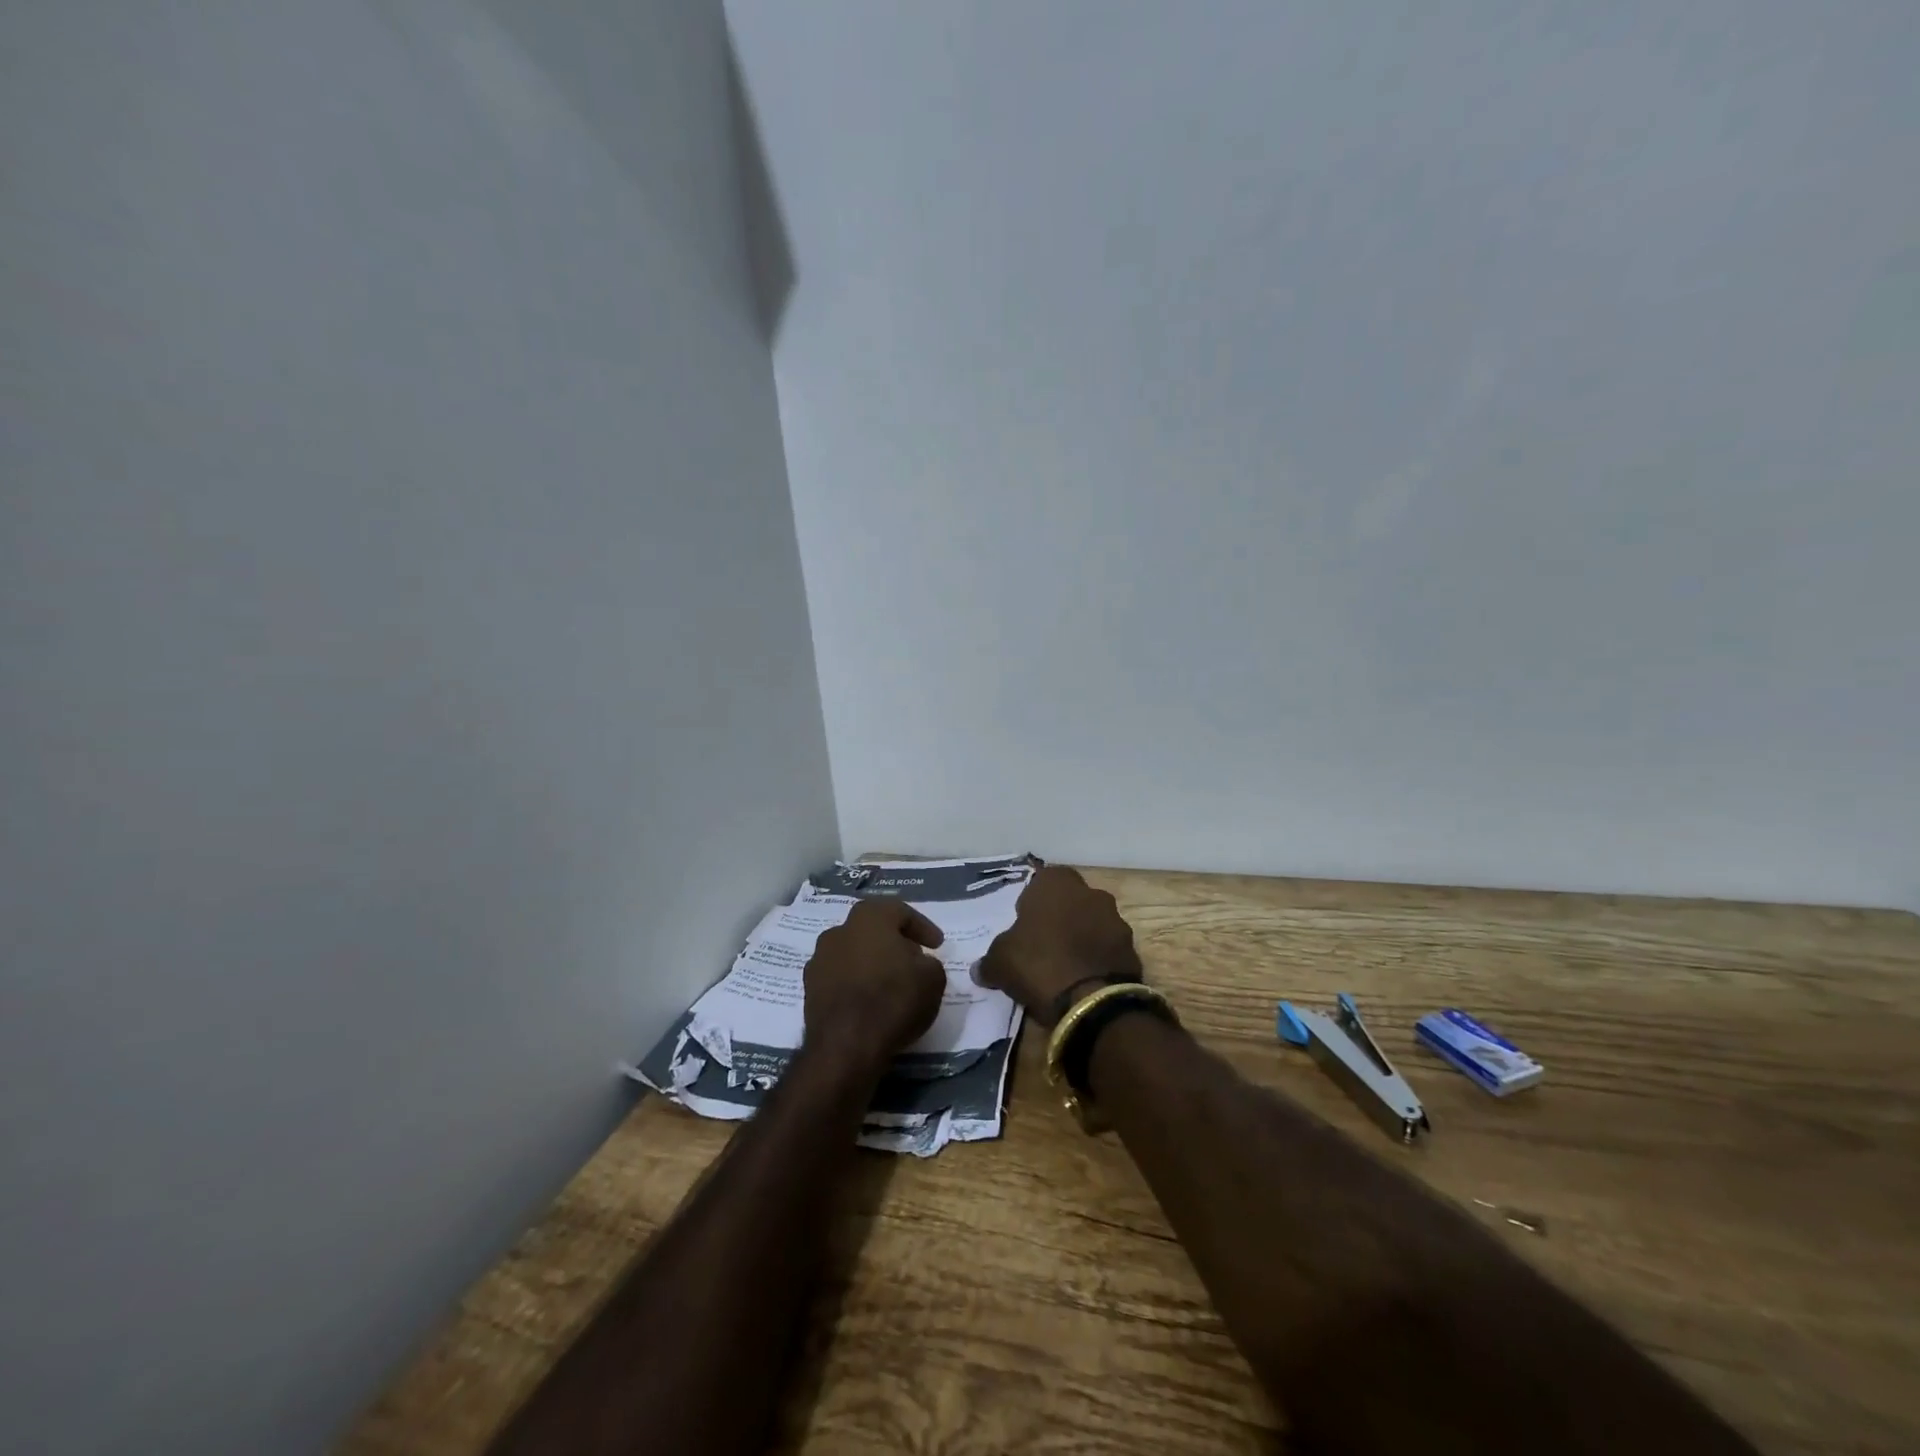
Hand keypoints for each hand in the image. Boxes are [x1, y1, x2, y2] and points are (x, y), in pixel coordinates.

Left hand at [803, 899, 947, 1076]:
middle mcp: (839, 930)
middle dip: (894, 941)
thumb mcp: (933, 979)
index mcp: (869, 917)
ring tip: (890, 981)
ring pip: (853, 952)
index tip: (937, 945)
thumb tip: (917, 963)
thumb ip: (929, 963)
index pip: (901, 912)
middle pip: (873, 929)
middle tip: (913, 958)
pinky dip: (855, 983)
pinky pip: (840, 976)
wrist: (845, 1046)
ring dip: (872, 962)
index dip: (923, 927)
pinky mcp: (809, 988)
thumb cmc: (893, 1000)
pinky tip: (869, 1000)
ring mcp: (819, 959)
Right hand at [977, 866, 1143, 1026]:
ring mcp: (1116, 920)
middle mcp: (1091, 892)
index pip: (1043, 879)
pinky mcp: (1132, 949)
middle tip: (1043, 944)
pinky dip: (1098, 958)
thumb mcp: (1000, 962)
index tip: (1024, 923)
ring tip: (1064, 966)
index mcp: (1057, 884)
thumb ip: (990, 959)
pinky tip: (1084, 980)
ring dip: (1082, 937)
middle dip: (1060, 917)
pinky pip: (1108, 948)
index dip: (1033, 900)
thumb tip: (980, 968)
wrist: (1091, 1002)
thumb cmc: (1038, 964)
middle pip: (1071, 899)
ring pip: (1093, 922)